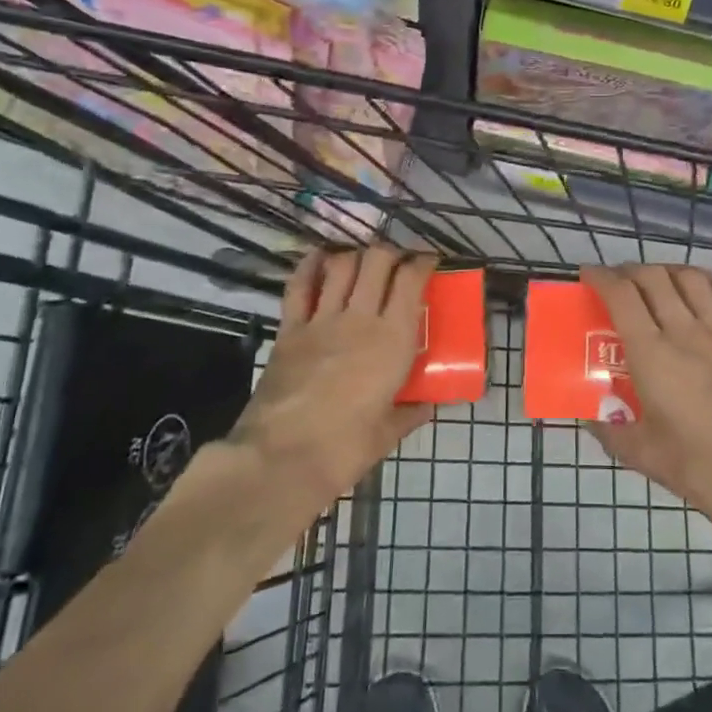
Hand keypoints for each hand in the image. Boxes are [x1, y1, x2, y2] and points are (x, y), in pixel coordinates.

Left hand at [227, 246, 435, 514]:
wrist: (282, 459)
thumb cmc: (344, 448)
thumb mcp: (387, 433)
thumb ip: (410, 412)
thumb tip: (427, 405)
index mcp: (393, 340)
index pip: (411, 280)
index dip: (423, 262)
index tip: (429, 262)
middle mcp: (360, 318)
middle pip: (377, 260)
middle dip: (391, 253)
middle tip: (397, 263)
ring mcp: (321, 320)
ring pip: (341, 265)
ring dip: (355, 256)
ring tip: (362, 263)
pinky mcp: (290, 329)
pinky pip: (299, 286)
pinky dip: (310, 266)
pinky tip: (318, 258)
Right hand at [582, 264, 711, 543]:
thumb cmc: (705, 468)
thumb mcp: (646, 457)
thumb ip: (613, 433)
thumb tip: (592, 419)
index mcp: (652, 354)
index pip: (621, 295)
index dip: (601, 277)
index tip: (588, 276)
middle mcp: (686, 330)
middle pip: (654, 277)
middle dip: (630, 271)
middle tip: (619, 284)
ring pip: (692, 278)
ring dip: (668, 271)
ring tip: (659, 283)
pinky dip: (709, 285)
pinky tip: (705, 296)